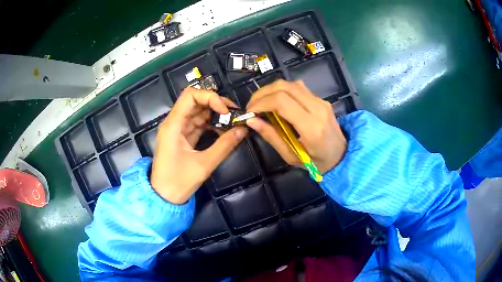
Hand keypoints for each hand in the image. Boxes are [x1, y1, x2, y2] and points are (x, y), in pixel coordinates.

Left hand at [151, 88, 247, 203]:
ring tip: (233, 121)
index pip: (190, 95)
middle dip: (216, 104)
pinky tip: (224, 129)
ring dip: (215, 114)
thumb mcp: (204, 164)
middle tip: (235, 113)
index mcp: (173, 124)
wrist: (163, 197)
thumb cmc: (178, 182)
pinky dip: (211, 124)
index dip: (210, 97)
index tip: (225, 110)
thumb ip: (225, 145)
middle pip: (195, 101)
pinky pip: (198, 124)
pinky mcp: (182, 137)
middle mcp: (174, 122)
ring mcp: (178, 129)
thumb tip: (243, 130)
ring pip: (198, 112)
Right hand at [246, 80, 345, 173]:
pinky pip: (298, 88)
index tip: (250, 111)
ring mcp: (321, 101)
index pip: (282, 102)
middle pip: (284, 87)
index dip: (261, 102)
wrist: (342, 156)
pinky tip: (276, 102)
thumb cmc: (316, 162)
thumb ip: (271, 136)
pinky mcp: (321, 99)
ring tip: (261, 103)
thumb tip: (251, 120)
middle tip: (252, 105)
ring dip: (271, 90)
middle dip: (263, 93)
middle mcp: (317, 108)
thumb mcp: (291, 156)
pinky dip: (282, 91)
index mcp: (311, 127)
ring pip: (291, 84)